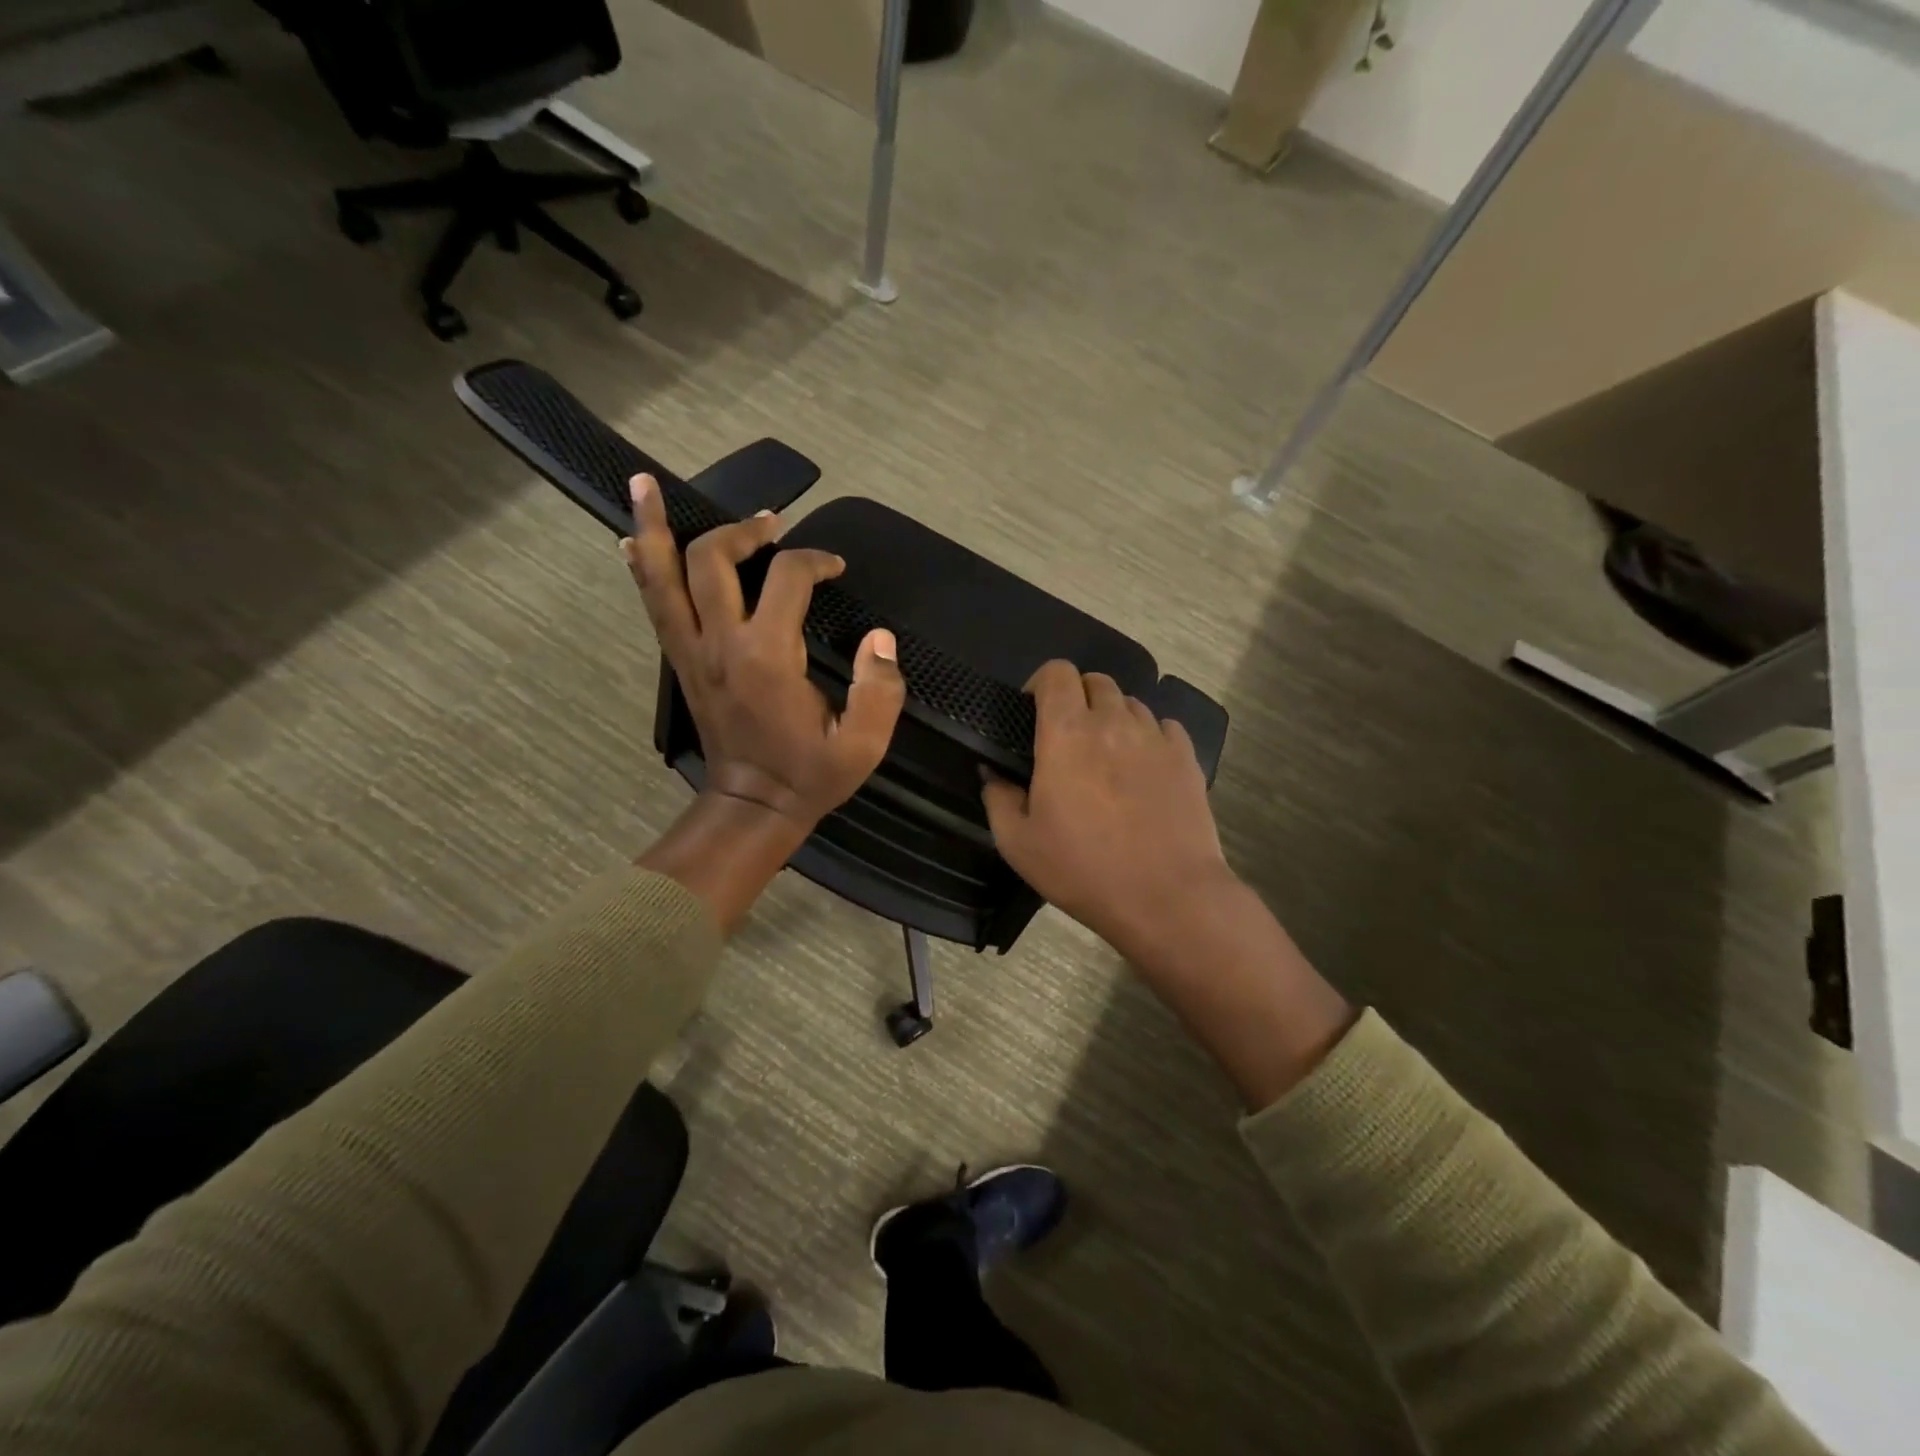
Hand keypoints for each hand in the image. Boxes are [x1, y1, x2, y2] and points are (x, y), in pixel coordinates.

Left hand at [623, 474, 904, 832]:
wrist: (753, 806)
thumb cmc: (810, 775)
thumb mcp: (863, 744)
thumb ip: (881, 689)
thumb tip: (880, 638)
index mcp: (768, 656)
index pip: (787, 577)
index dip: (815, 560)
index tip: (836, 568)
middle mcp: (720, 642)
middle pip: (712, 558)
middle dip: (742, 530)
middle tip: (771, 523)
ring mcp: (691, 651)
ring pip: (661, 575)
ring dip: (654, 527)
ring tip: (645, 485)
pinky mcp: (680, 661)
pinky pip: (654, 603)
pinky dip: (643, 567)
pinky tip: (634, 540)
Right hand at [983, 661, 1233, 968]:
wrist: (1166, 897)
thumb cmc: (1083, 869)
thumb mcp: (1018, 844)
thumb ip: (998, 798)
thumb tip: (992, 772)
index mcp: (1067, 734)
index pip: (1057, 673)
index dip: (1042, 682)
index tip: (1033, 711)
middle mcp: (1113, 722)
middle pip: (1096, 681)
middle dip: (1078, 697)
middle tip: (1068, 736)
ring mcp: (1155, 737)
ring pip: (1131, 703)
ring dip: (1113, 718)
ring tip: (1107, 756)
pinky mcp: (1187, 757)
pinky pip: (1164, 727)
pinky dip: (1149, 737)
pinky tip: (1143, 768)